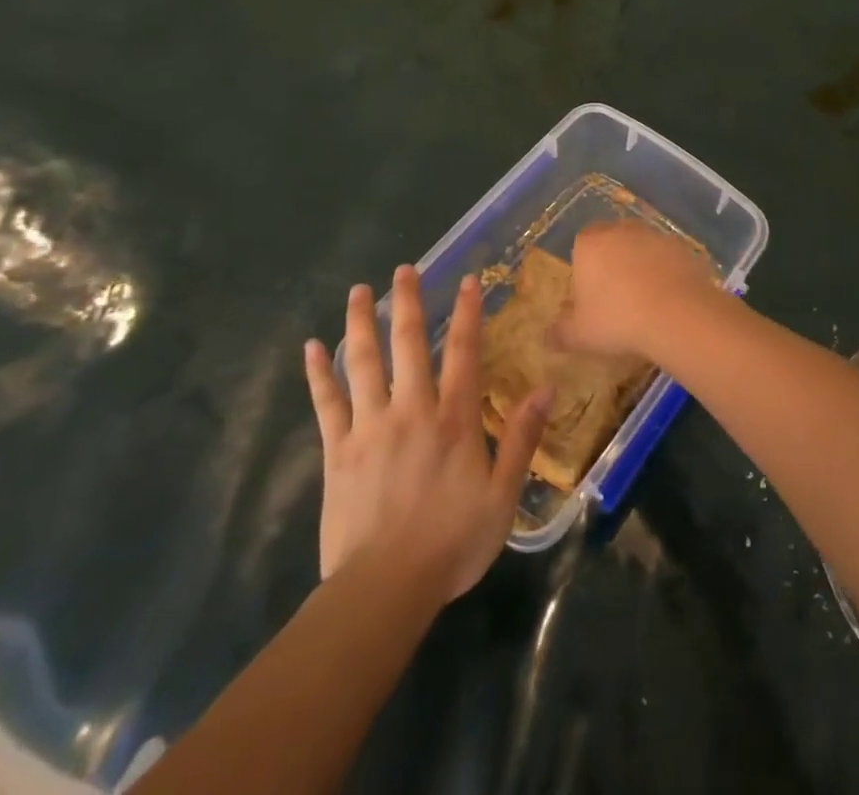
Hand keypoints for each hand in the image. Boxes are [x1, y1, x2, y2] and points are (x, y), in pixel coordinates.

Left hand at [304, 266, 551, 601]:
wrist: (384, 588)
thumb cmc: (451, 543)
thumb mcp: (502, 495)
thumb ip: (522, 438)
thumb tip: (546, 388)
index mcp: (454, 419)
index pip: (464, 353)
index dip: (467, 314)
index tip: (466, 280)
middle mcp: (412, 409)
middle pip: (410, 344)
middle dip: (410, 303)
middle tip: (404, 269)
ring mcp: (370, 426)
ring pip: (364, 362)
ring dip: (362, 322)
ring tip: (360, 290)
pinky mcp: (338, 450)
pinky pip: (327, 403)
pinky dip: (319, 374)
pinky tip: (311, 348)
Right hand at [561, 219, 727, 358]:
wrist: (677, 314)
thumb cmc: (618, 320)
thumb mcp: (580, 335)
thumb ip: (560, 332)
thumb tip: (547, 336)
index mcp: (590, 243)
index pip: (581, 245)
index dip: (585, 268)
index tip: (590, 294)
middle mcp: (621, 230)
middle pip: (612, 241)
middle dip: (612, 262)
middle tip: (616, 297)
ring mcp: (655, 235)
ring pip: (642, 247)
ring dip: (641, 266)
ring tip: (645, 301)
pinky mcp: (683, 247)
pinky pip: (667, 258)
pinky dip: (666, 272)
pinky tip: (669, 299)